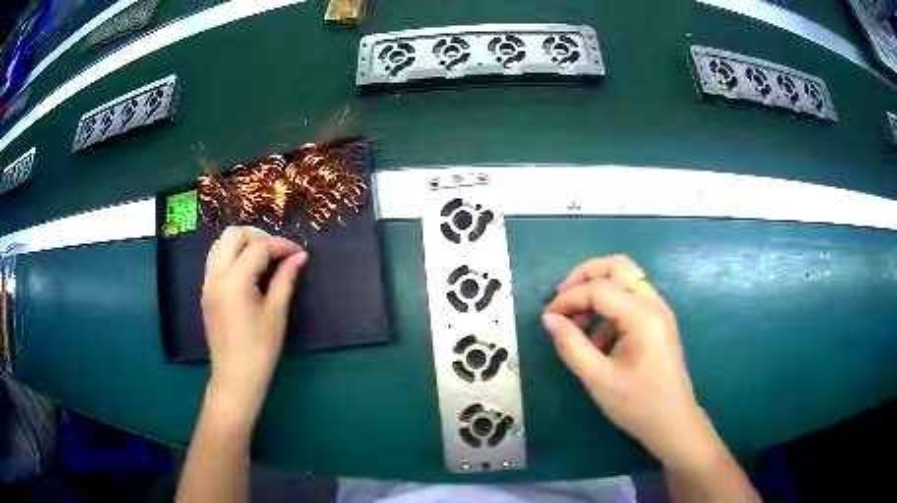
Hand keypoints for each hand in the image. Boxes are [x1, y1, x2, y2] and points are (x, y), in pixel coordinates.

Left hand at [201, 226, 307, 418]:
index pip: (258, 247)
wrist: (236, 377)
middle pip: (233, 235)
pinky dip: (232, 255)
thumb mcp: (276, 312)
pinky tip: (249, 270)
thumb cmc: (260, 349)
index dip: (281, 245)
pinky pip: (216, 260)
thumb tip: (299, 256)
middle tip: (278, 251)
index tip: (299, 253)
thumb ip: (285, 279)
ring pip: (220, 244)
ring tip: (264, 257)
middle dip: (258, 236)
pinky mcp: (206, 292)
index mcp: (234, 280)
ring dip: (242, 243)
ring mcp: (207, 283)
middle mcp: (216, 275)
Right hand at [542, 255, 717, 470]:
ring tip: (577, 323)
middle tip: (562, 298)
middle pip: (618, 266)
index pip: (599, 288)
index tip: (547, 318)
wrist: (672, 423)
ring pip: (625, 280)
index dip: (568, 298)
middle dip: (585, 275)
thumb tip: (549, 319)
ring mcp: (659, 311)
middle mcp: (654, 304)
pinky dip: (610, 307)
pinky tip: (598, 339)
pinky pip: (631, 300)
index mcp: (642, 316)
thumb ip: (571, 345)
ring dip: (598, 291)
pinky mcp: (658, 322)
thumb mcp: (597, 379)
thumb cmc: (636, 404)